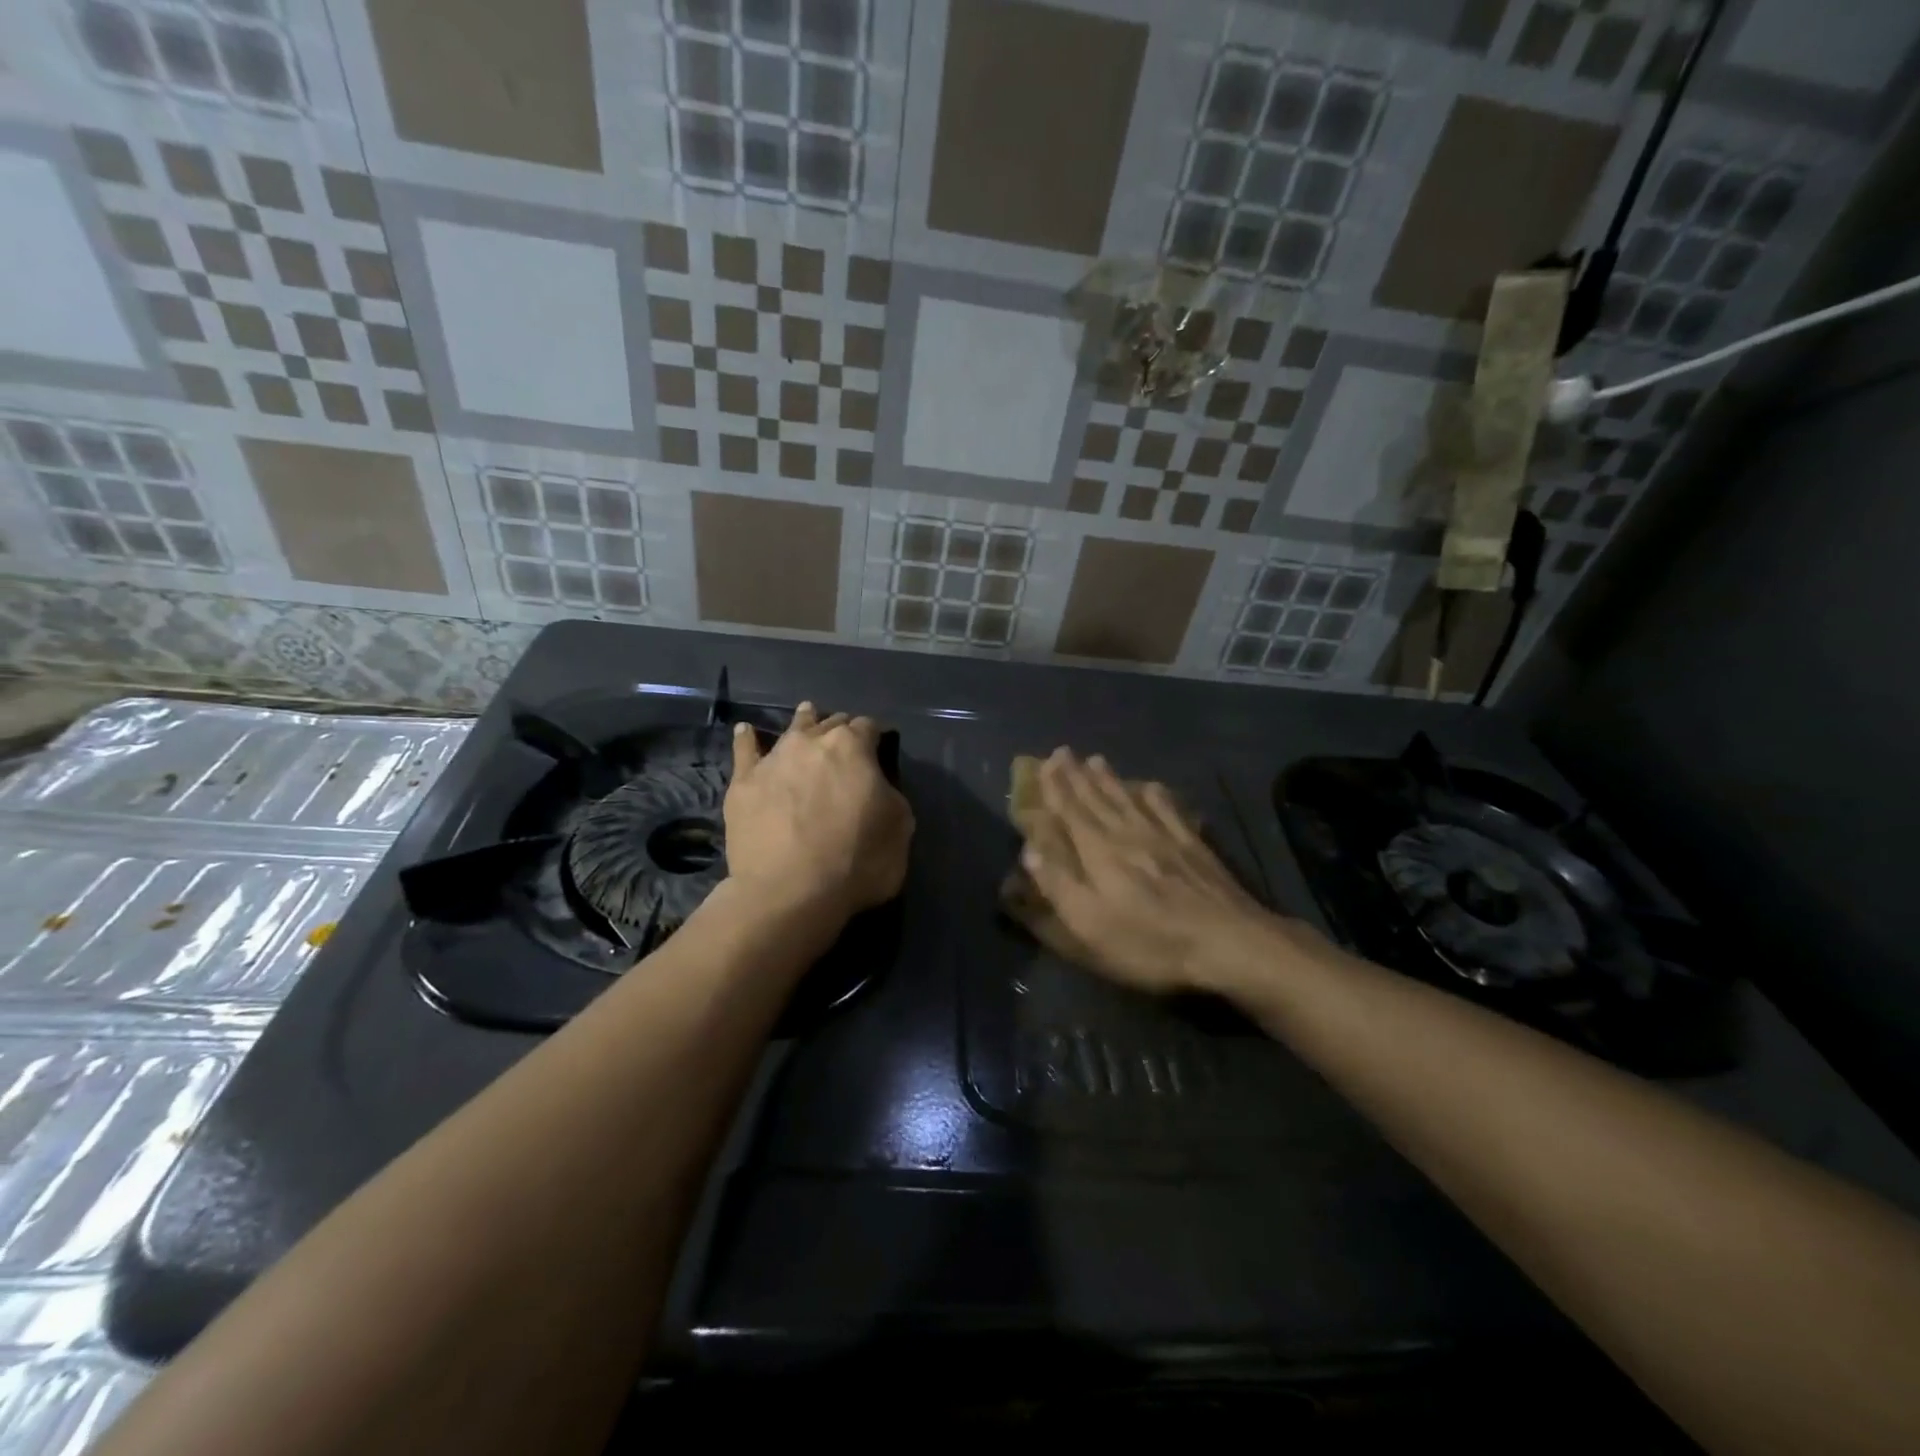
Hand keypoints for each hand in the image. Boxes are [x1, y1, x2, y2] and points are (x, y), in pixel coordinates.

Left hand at [724, 701, 912, 924]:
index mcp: (853, 747)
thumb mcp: (900, 830)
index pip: (869, 727)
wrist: (789, 892)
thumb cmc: (856, 862)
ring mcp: (774, 759)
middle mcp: (812, 742)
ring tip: (807, 716)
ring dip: (804, 722)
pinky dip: (747, 738)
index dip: (875, 738)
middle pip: (831, 723)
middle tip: (845, 745)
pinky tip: (745, 730)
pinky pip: (744, 750)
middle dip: (841, 730)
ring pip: (792, 729)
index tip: (879, 750)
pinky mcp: (743, 782)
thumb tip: (878, 787)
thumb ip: (891, 797)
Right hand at [1020, 749, 1288, 993]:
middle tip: (1063, 752)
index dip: (1056, 788)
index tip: (1045, 763)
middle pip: (1098, 799)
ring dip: (1109, 779)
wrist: (1228, 942)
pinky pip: (1169, 810)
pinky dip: (1156, 795)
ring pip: (1129, 799)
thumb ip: (1059, 885)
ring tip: (1096, 760)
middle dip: (1077, 776)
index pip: (1071, 812)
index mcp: (1099, 853)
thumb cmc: (1150, 942)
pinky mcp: (1193, 846)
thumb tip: (1029, 850)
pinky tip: (1152, 786)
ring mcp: (1164, 837)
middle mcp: (1128, 834)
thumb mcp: (1090, 925)